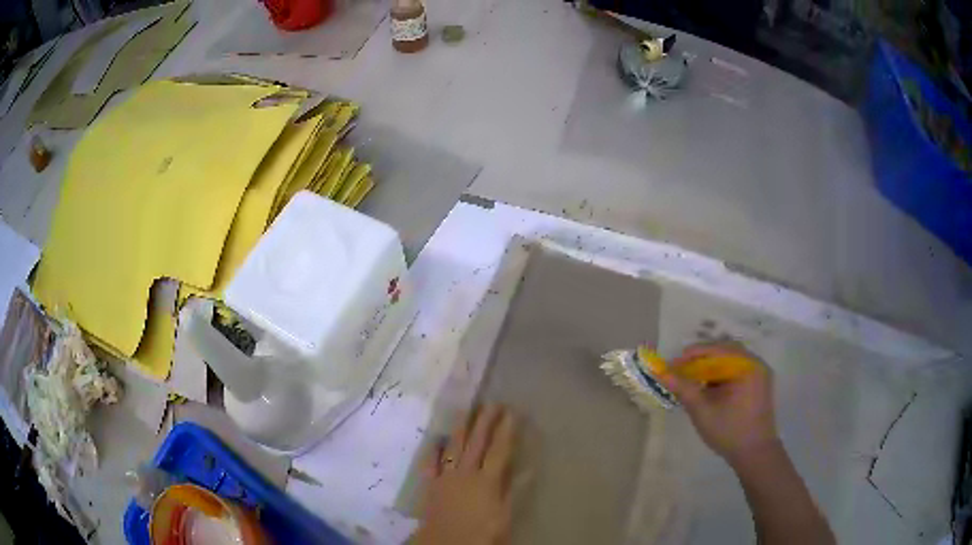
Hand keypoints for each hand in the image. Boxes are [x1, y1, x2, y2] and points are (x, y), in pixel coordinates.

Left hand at [414, 405, 516, 544]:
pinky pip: (431, 463)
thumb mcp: (504, 516)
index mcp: (487, 481)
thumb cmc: (481, 534)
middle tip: (491, 403)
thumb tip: (525, 468)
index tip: (511, 412)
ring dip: (461, 427)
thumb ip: (511, 491)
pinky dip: (433, 450)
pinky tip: (436, 439)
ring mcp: (446, 477)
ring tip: (466, 410)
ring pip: (454, 446)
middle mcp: (466, 473)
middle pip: (477, 442)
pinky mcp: (431, 484)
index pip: (499, 450)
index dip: (506, 431)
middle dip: (485, 421)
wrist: (445, 543)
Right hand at [658, 342, 779, 465]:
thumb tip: (660, 371)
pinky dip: (721, 374)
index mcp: (746, 366)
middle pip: (725, 351)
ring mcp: (759, 373)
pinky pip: (737, 370)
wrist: (755, 454)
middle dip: (701, 359)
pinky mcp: (758, 384)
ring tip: (693, 379)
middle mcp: (756, 363)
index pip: (716, 350)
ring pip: (730, 360)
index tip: (672, 365)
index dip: (692, 355)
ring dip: (711, 367)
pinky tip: (709, 388)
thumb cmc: (729, 432)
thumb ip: (683, 388)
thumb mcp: (702, 411)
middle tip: (681, 370)